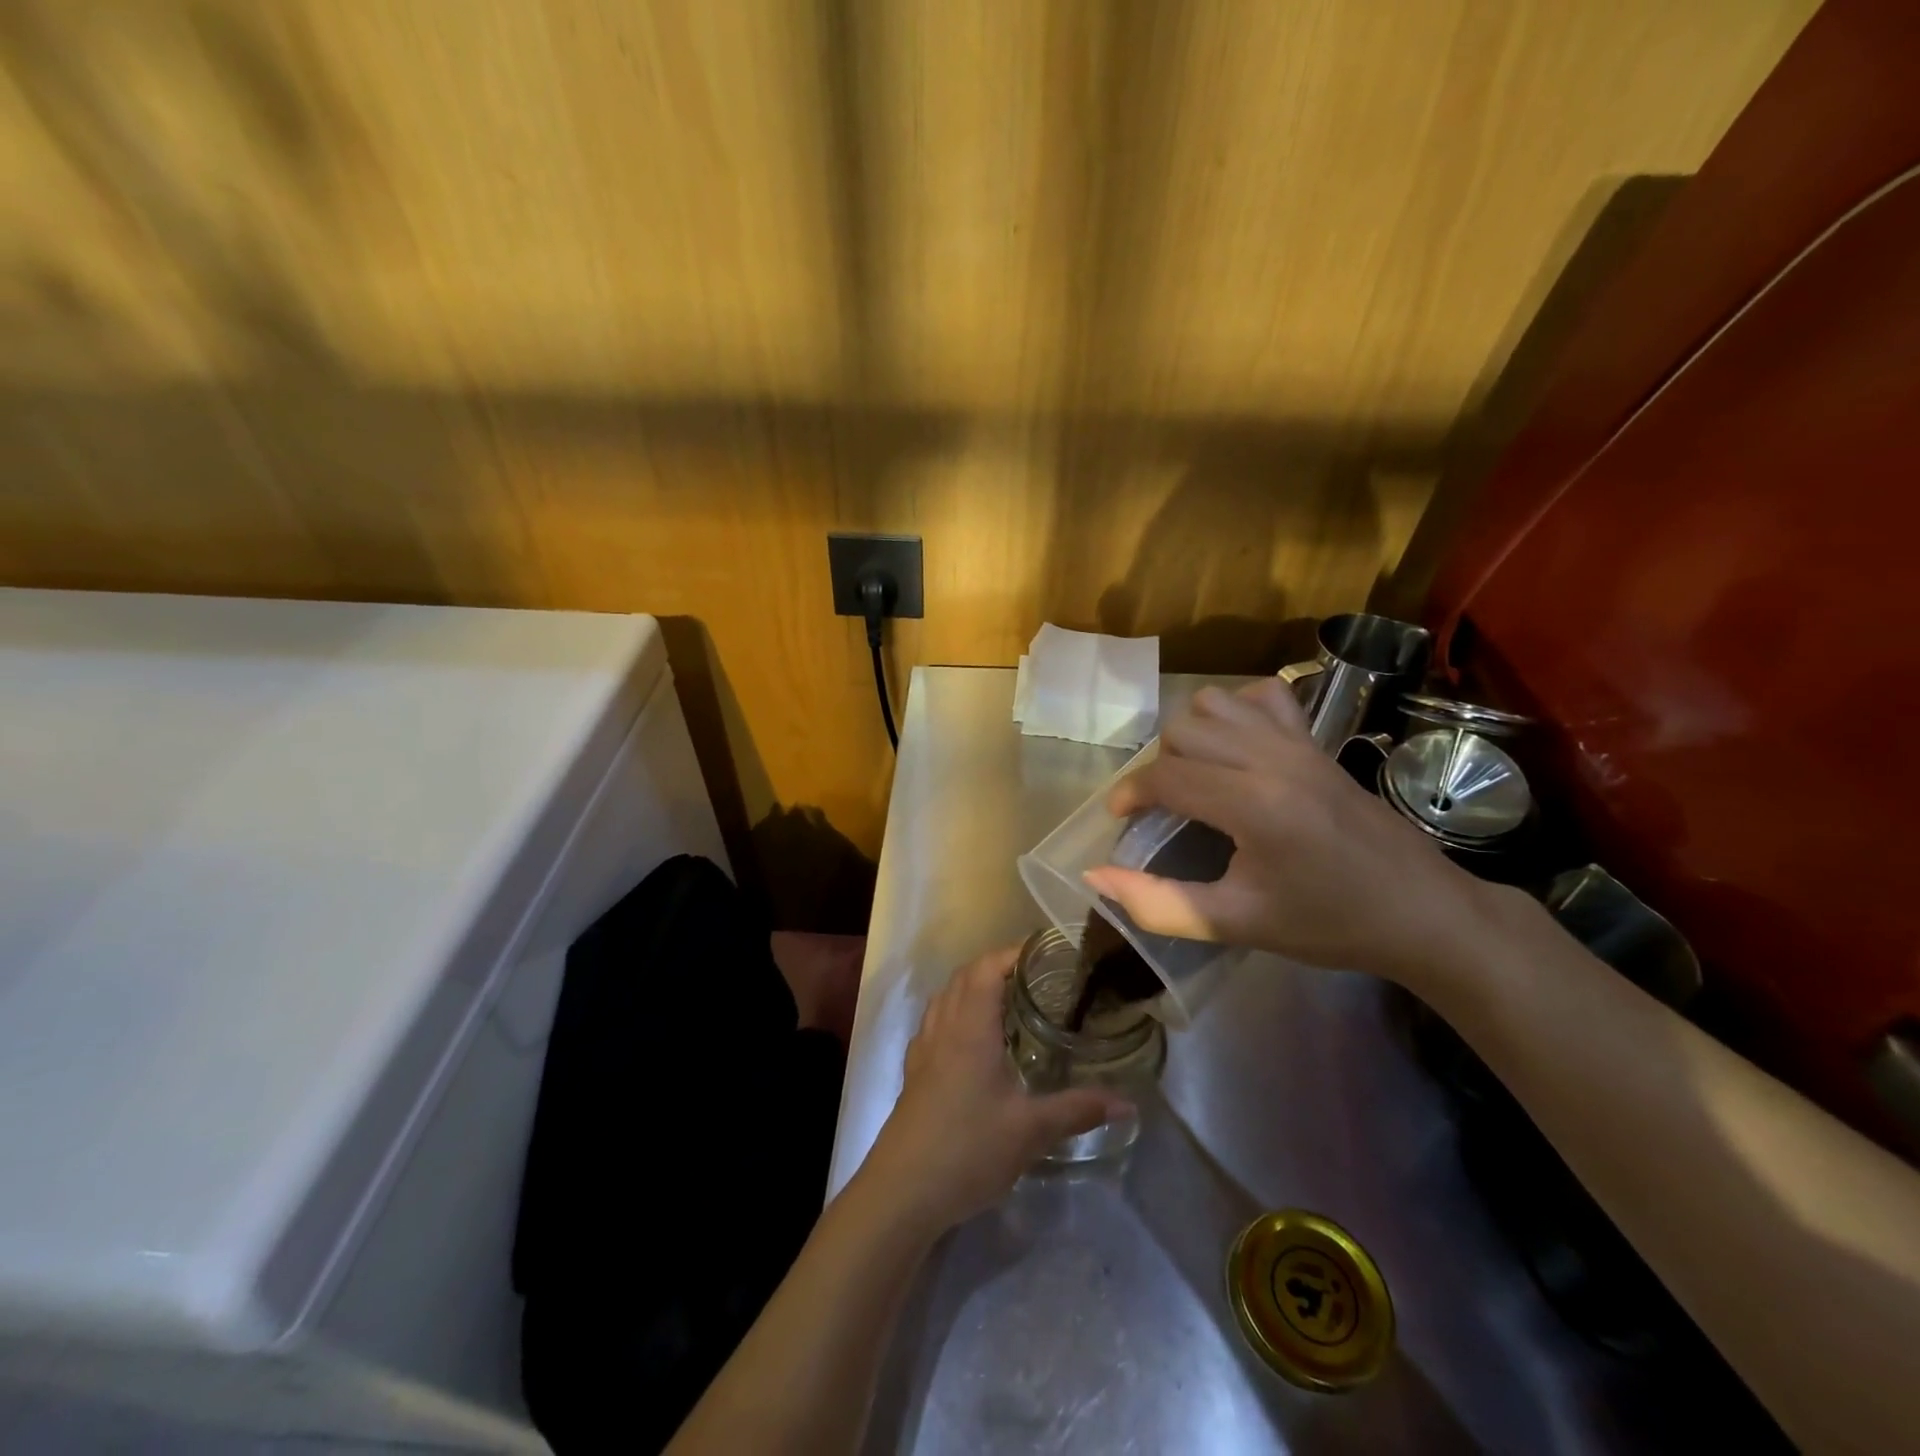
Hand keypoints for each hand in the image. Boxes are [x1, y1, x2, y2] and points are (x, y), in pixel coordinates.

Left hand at [857, 946, 1129, 1234]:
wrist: (902, 1191)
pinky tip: (976, 1038)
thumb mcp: (1030, 1131)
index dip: (1014, 952)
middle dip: (998, 965)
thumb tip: (1127, 1102)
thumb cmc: (967, 1149)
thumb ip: (1078, 1110)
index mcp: (970, 1027)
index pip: (987, 967)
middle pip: (965, 976)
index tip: (1046, 952)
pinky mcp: (915, 1071)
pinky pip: (937, 1021)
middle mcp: (943, 1027)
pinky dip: (957, 1011)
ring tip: (1009, 998)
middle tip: (1037, 975)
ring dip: (974, 985)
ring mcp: (924, 1048)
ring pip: (947, 996)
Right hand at [1081, 679, 1496, 986]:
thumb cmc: (1328, 923)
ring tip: (1196, 776)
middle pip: (1183, 730)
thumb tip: (1095, 875)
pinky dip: (1237, 710)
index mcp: (1253, 805)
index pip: (1166, 777)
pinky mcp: (1317, 741)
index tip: (1121, 819)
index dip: (1130, 794)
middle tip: (1164, 809)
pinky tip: (1238, 747)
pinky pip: (1264, 697)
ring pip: (1216, 703)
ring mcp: (1299, 743)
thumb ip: (1158, 903)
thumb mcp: (1236, 924)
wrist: (1422, 912)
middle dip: (1158, 767)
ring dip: (1192, 734)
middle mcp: (1272, 758)